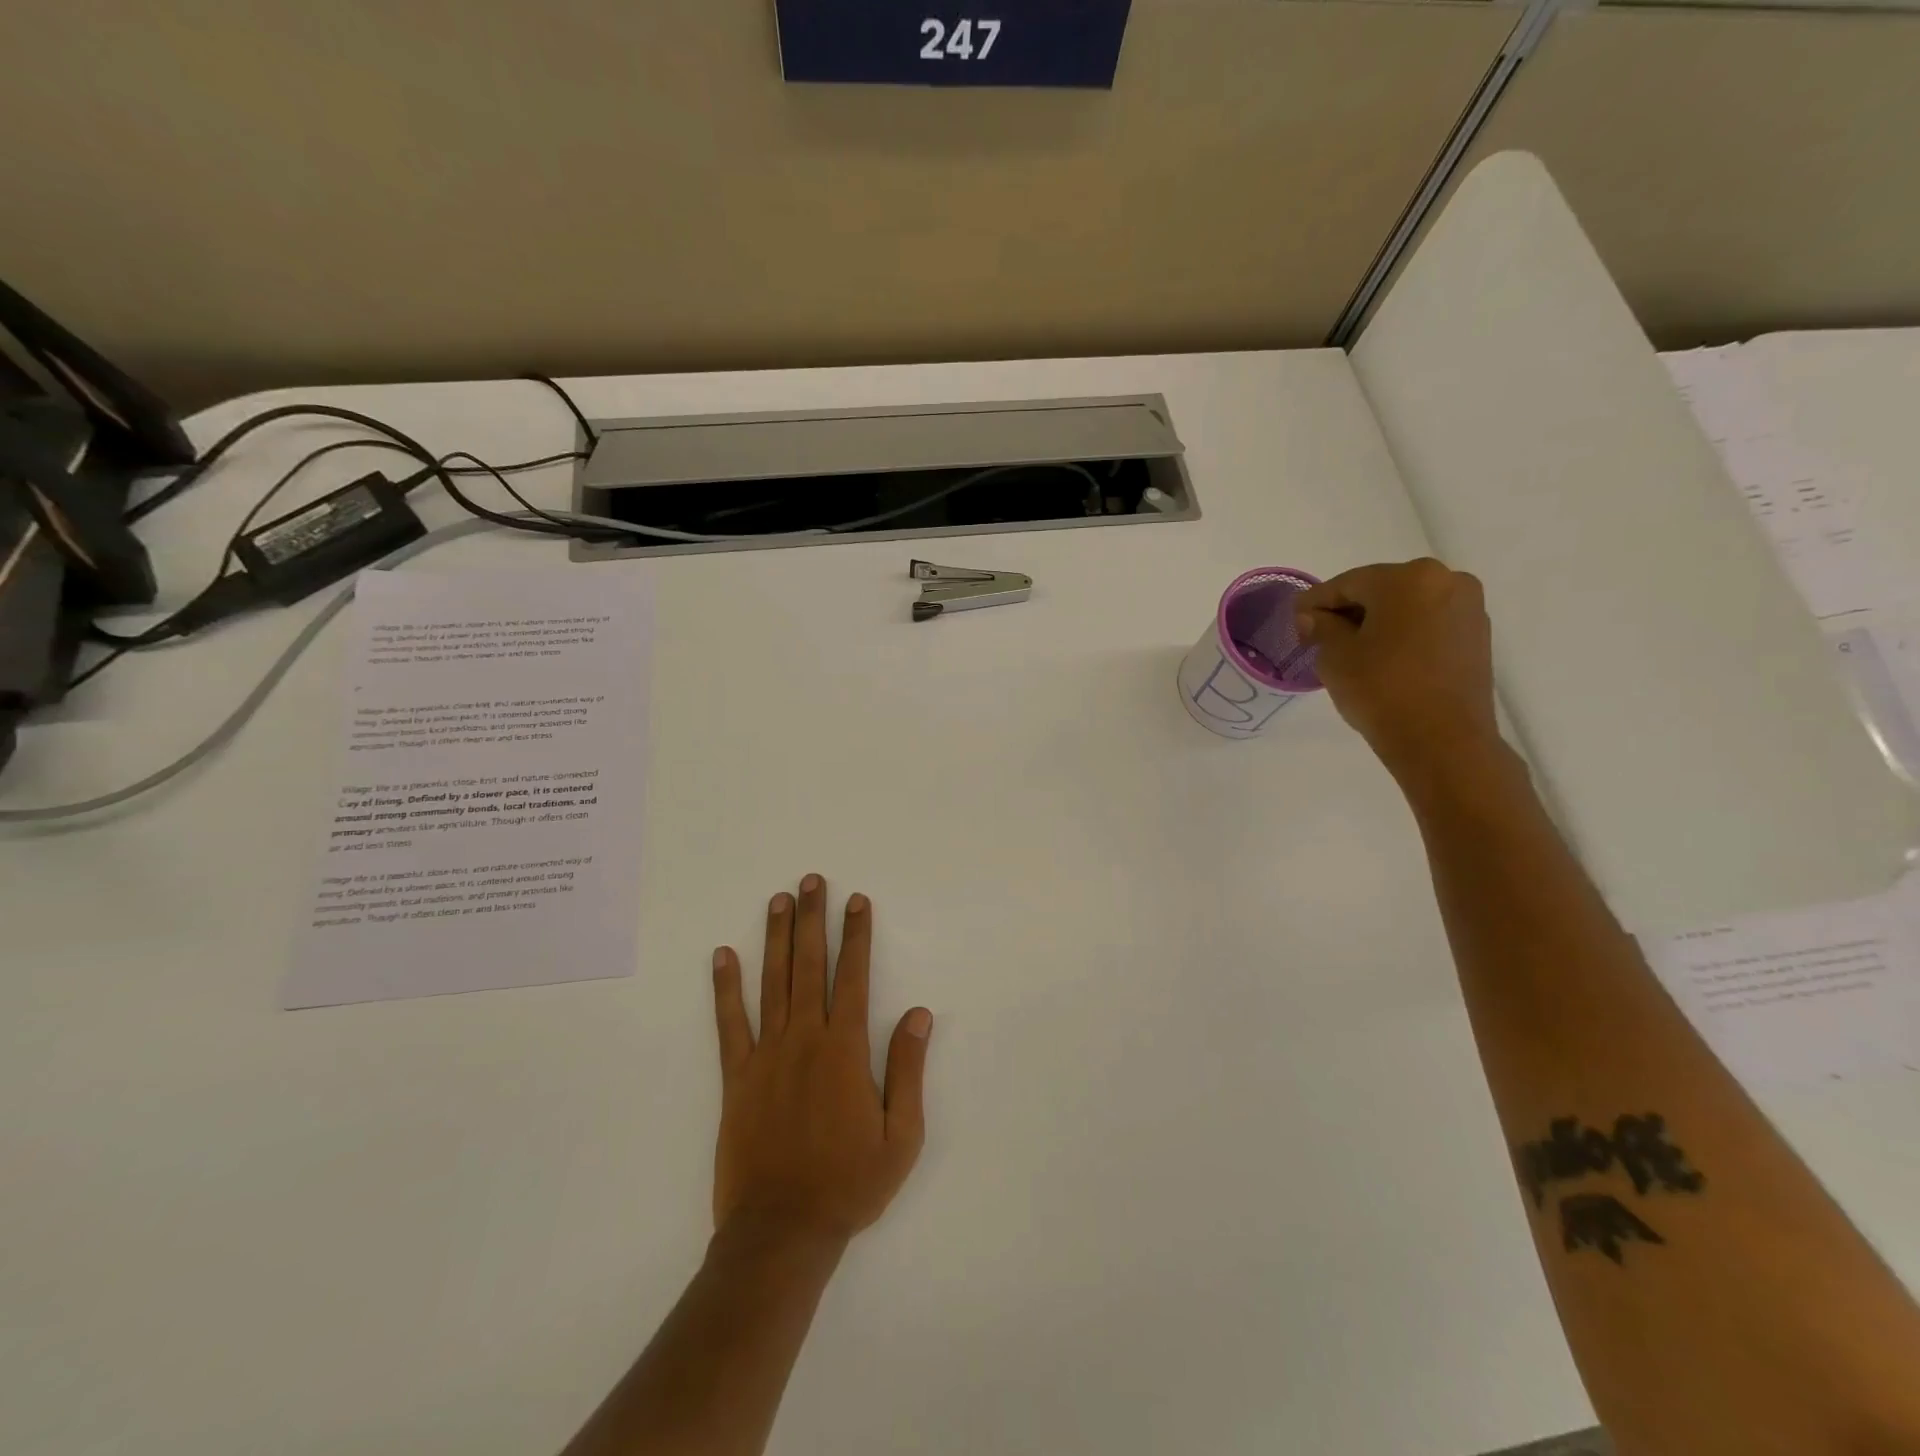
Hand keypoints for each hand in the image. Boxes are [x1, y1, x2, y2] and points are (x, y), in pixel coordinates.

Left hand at [710, 875, 932, 1242]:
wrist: (781, 1232)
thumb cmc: (849, 1185)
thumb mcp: (901, 1136)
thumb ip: (908, 1069)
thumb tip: (919, 1014)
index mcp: (845, 1051)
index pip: (854, 977)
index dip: (856, 936)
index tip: (856, 901)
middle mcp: (805, 1040)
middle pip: (810, 966)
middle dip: (813, 919)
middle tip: (813, 880)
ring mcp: (766, 1055)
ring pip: (772, 982)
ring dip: (776, 937)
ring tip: (779, 900)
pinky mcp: (736, 1077)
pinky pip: (729, 1023)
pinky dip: (725, 988)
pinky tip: (724, 955)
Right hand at [1295, 558, 1501, 779]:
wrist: (1442, 740)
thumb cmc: (1381, 689)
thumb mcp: (1335, 656)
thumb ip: (1321, 627)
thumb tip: (1314, 617)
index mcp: (1408, 578)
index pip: (1347, 583)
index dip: (1315, 602)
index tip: (1295, 620)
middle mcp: (1446, 580)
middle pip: (1381, 589)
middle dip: (1349, 610)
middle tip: (1320, 637)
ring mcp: (1467, 608)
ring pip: (1407, 606)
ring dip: (1377, 622)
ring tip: (1352, 651)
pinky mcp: (1477, 636)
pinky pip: (1428, 624)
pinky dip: (1403, 634)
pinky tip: (1383, 659)